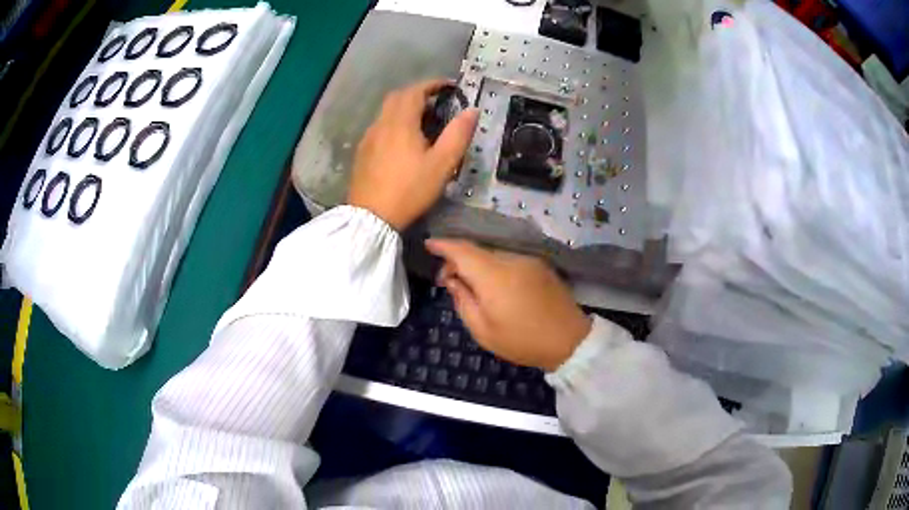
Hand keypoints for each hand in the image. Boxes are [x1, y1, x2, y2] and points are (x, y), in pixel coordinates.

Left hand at [348, 79, 478, 230]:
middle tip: (437, 103)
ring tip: (423, 122)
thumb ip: (458, 134)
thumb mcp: (442, 164)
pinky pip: (379, 126)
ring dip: (405, 108)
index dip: (433, 84)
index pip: (415, 91)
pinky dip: (394, 122)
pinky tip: (402, 141)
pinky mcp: (363, 152)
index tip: (449, 86)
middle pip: (398, 97)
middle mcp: (381, 124)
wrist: (371, 217)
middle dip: (418, 93)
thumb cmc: (410, 190)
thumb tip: (472, 110)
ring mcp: (369, 138)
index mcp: (401, 123)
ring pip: (386, 112)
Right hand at [426, 239, 591, 371]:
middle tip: (448, 282)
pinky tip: (496, 286)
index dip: (443, 245)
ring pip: (493, 255)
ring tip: (472, 287)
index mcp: (494, 276)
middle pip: (477, 251)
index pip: (462, 250)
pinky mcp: (540, 266)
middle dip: (458, 261)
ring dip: (478, 265)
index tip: (428, 245)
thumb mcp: (483, 331)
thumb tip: (453, 281)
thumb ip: (462, 301)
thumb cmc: (522, 341)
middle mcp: (512, 260)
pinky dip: (495, 267)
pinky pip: (509, 260)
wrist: (569, 340)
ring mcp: (529, 261)